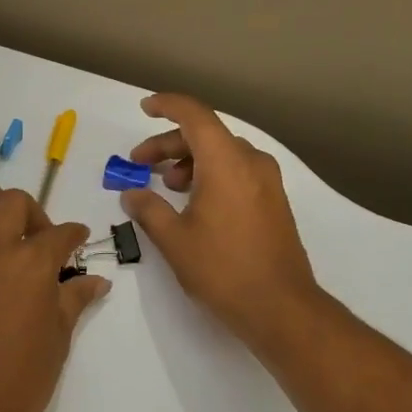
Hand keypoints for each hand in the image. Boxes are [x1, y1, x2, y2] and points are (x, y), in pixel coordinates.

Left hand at [0, 163, 110, 411]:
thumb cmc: (18, 384)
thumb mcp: (57, 342)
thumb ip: (73, 301)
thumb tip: (96, 281)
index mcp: (31, 264)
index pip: (60, 236)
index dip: (74, 237)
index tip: (78, 244)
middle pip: (14, 206)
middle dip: (34, 215)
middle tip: (39, 238)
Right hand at [120, 94, 320, 350]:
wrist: (279, 306)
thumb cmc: (222, 270)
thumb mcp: (174, 240)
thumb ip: (149, 210)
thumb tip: (132, 194)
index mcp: (226, 163)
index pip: (195, 116)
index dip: (167, 105)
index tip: (144, 107)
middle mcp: (251, 163)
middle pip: (207, 135)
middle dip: (170, 144)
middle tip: (141, 164)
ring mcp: (268, 182)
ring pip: (223, 154)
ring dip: (190, 161)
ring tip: (167, 187)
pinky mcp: (274, 202)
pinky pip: (238, 172)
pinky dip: (211, 174)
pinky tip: (194, 202)